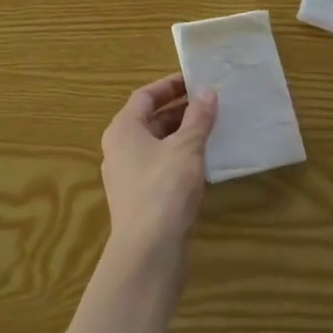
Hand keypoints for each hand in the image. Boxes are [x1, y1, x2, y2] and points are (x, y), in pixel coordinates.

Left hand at [100, 75, 217, 265]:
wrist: (148, 253)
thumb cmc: (163, 189)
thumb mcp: (186, 148)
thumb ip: (197, 118)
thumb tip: (207, 91)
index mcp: (123, 129)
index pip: (145, 96)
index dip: (170, 86)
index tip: (195, 80)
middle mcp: (120, 149)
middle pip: (150, 120)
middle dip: (180, 111)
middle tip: (210, 103)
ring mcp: (128, 176)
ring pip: (157, 145)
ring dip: (182, 135)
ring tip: (213, 129)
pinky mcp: (140, 200)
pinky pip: (161, 168)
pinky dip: (180, 159)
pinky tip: (204, 163)